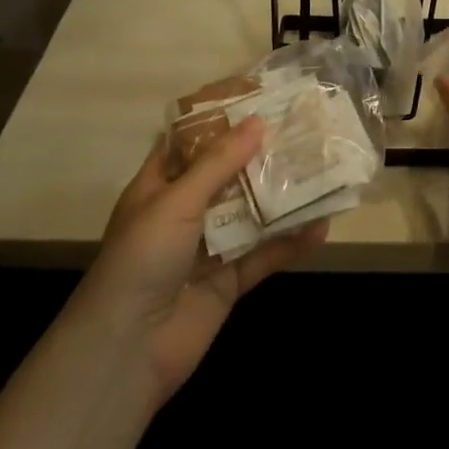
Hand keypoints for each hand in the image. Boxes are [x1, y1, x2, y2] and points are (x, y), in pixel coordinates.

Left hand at [74, 117, 324, 409]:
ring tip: (320, 170)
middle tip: (300, 129)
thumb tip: (258, 121)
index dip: (219, 119)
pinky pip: (265, 255)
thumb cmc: (141, 260)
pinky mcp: (229, 281)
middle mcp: (184, 213)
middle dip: (261, 154)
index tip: (257, 97)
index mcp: (159, 187)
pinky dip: (291, 242)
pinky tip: (321, 226)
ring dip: (282, 196)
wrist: (126, 351)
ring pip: (252, 213)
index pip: (189, 142)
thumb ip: (218, 163)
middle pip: (228, 175)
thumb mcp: (175, 201)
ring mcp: (208, 248)